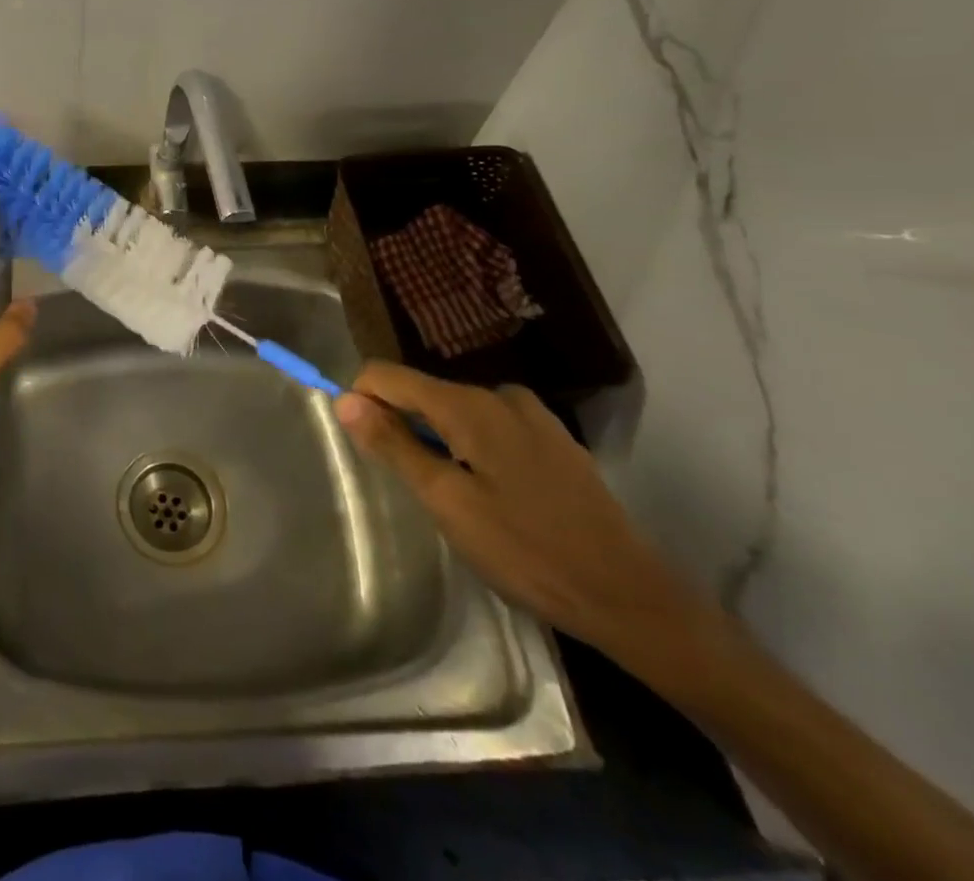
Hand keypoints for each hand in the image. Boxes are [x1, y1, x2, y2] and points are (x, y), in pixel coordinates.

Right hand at [335, 361, 702, 656]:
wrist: (629, 597)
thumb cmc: (527, 552)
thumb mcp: (447, 503)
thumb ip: (394, 445)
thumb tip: (344, 400)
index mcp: (468, 404)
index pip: (387, 375)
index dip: (362, 401)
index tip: (364, 447)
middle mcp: (499, 394)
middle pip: (423, 391)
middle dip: (402, 425)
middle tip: (414, 486)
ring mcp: (532, 415)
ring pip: (456, 410)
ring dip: (438, 440)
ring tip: (453, 496)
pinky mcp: (553, 439)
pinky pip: (489, 426)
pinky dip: (471, 448)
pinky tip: (492, 495)